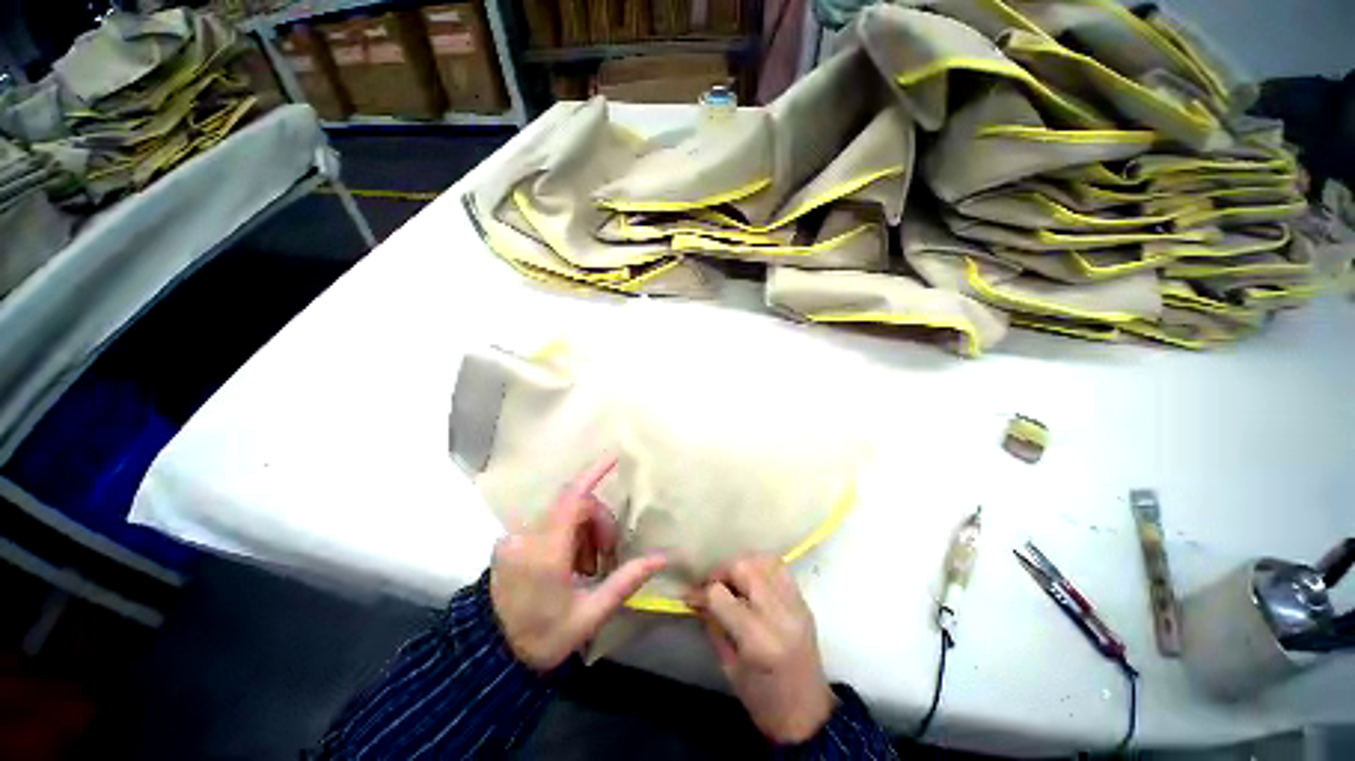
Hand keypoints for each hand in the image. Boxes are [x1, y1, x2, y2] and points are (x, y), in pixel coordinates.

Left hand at [490, 457, 666, 671]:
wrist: (489, 659)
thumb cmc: (542, 638)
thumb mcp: (589, 615)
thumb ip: (625, 581)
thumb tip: (660, 558)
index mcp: (546, 552)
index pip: (573, 498)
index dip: (593, 473)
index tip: (613, 457)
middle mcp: (526, 536)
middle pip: (574, 505)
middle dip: (598, 522)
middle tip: (606, 557)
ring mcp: (513, 538)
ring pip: (561, 513)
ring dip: (583, 530)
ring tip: (586, 568)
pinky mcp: (509, 542)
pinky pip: (547, 522)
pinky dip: (566, 534)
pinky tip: (569, 564)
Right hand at [689, 555, 835, 743]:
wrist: (808, 714)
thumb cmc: (762, 700)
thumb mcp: (728, 668)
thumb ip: (713, 625)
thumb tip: (697, 597)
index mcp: (758, 639)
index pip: (720, 595)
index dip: (701, 592)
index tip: (690, 597)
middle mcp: (779, 614)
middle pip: (743, 567)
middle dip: (720, 571)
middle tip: (711, 586)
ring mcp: (795, 604)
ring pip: (762, 560)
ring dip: (741, 565)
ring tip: (732, 580)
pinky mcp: (803, 601)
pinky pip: (780, 567)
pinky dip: (761, 566)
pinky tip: (751, 580)